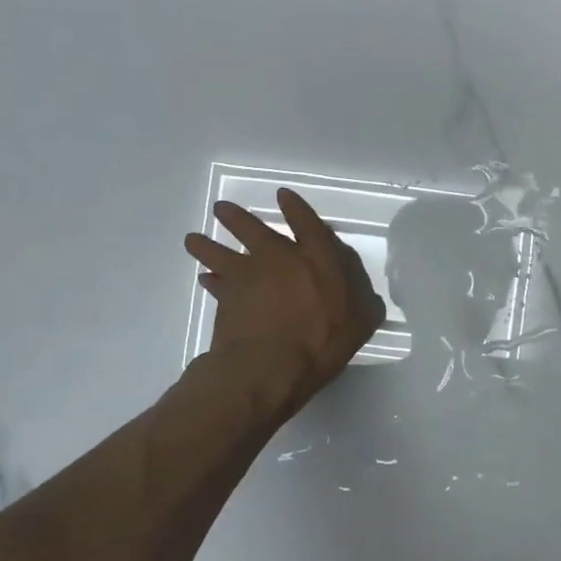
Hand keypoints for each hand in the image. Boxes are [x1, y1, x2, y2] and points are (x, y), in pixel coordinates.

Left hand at [184, 189, 386, 413]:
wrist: (270, 365)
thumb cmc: (322, 341)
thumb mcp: (359, 324)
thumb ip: (364, 307)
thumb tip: (368, 300)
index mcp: (317, 259)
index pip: (307, 224)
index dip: (296, 209)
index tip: (283, 195)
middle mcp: (280, 258)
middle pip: (254, 230)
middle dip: (238, 218)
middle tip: (221, 209)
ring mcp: (248, 276)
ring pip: (221, 252)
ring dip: (207, 244)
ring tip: (193, 239)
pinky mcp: (226, 298)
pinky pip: (214, 283)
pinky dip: (210, 280)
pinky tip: (204, 279)